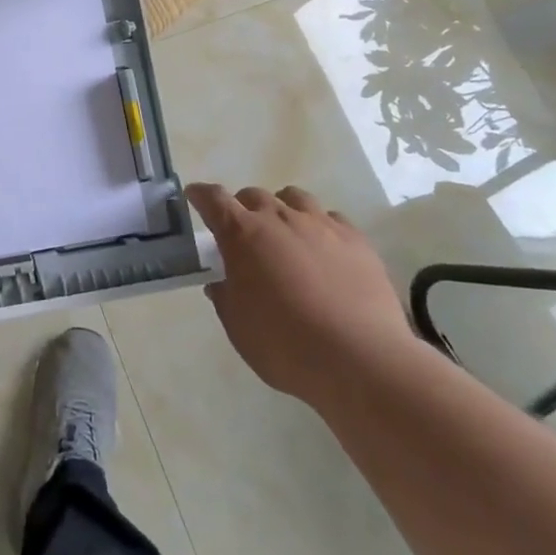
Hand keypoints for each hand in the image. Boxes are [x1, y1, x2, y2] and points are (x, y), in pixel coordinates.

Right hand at [189, 183, 416, 407]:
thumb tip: (222, 282)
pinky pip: (331, 218)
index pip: (214, 199)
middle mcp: (279, 218)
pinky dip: (319, 227)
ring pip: (294, 198)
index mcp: (242, 234)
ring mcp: (321, 225)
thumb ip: (225, 297)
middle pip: (253, 195)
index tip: (195, 196)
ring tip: (285, 235)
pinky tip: (323, 250)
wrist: (360, 360)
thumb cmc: (285, 344)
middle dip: (242, 208)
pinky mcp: (356, 240)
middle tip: (243, 234)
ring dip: (282, 209)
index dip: (201, 195)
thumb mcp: (238, 327)